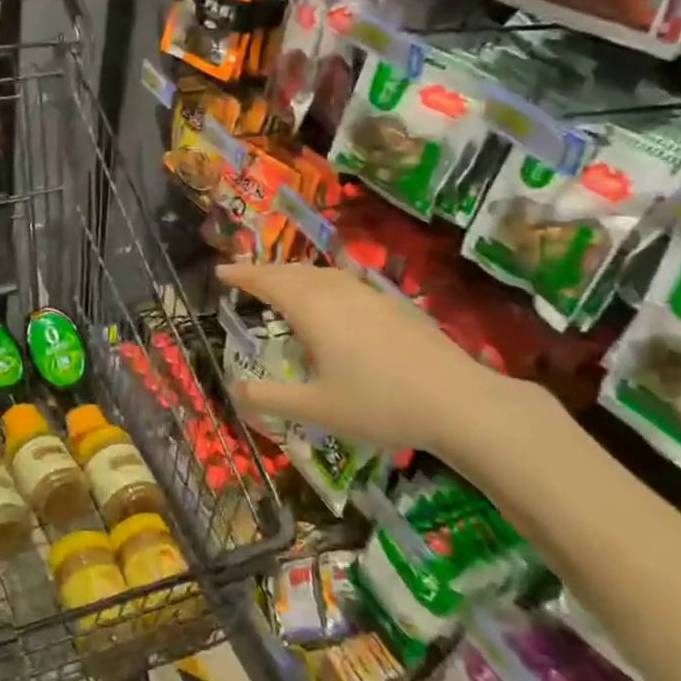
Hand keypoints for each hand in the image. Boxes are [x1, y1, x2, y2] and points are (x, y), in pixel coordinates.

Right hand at [216, 262, 547, 471]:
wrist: (460, 402)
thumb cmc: (379, 404)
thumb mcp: (316, 408)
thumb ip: (270, 398)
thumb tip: (233, 390)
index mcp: (313, 310)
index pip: (268, 282)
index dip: (242, 276)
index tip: (220, 272)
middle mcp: (338, 293)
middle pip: (293, 272)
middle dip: (265, 272)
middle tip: (244, 278)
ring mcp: (370, 296)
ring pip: (322, 275)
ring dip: (295, 275)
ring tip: (282, 285)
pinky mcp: (395, 306)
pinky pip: (345, 283)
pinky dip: (322, 284)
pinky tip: (332, 302)